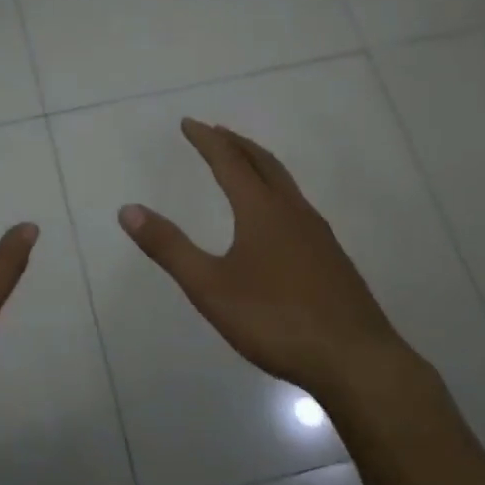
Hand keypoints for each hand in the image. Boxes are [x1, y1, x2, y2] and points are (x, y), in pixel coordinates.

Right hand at [118, 117, 407, 399]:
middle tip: (215, 132)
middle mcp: (292, 211)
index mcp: (261, 210)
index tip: (188, 123)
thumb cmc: (276, 320)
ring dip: (259, 164)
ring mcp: (318, 234)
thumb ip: (169, 247)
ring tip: (243, 164)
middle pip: (262, 163)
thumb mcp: (209, 287)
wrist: (357, 362)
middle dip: (235, 143)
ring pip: (285, 183)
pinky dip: (277, 190)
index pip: (229, 161)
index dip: (206, 140)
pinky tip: (276, 218)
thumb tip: (127, 209)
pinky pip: (298, 205)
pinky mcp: (333, 259)